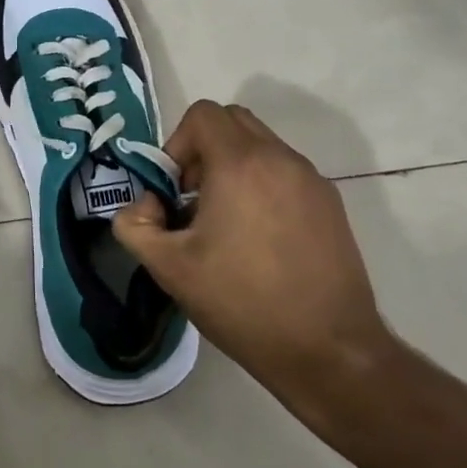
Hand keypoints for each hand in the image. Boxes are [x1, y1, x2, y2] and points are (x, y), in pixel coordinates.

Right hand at [113, 102, 394, 411]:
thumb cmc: (243, 304)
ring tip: (224, 222)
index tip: (174, 189)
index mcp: (240, 165)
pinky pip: (285, 172)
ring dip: (233, 166)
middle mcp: (280, 159)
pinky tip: (258, 239)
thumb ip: (135, 224)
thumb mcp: (169, 268)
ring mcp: (312, 180)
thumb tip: (147, 204)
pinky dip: (262, 184)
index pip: (203, 114)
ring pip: (261, 145)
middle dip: (203, 148)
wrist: (331, 353)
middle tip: (193, 197)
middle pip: (232, 121)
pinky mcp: (331, 204)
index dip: (177, 143)